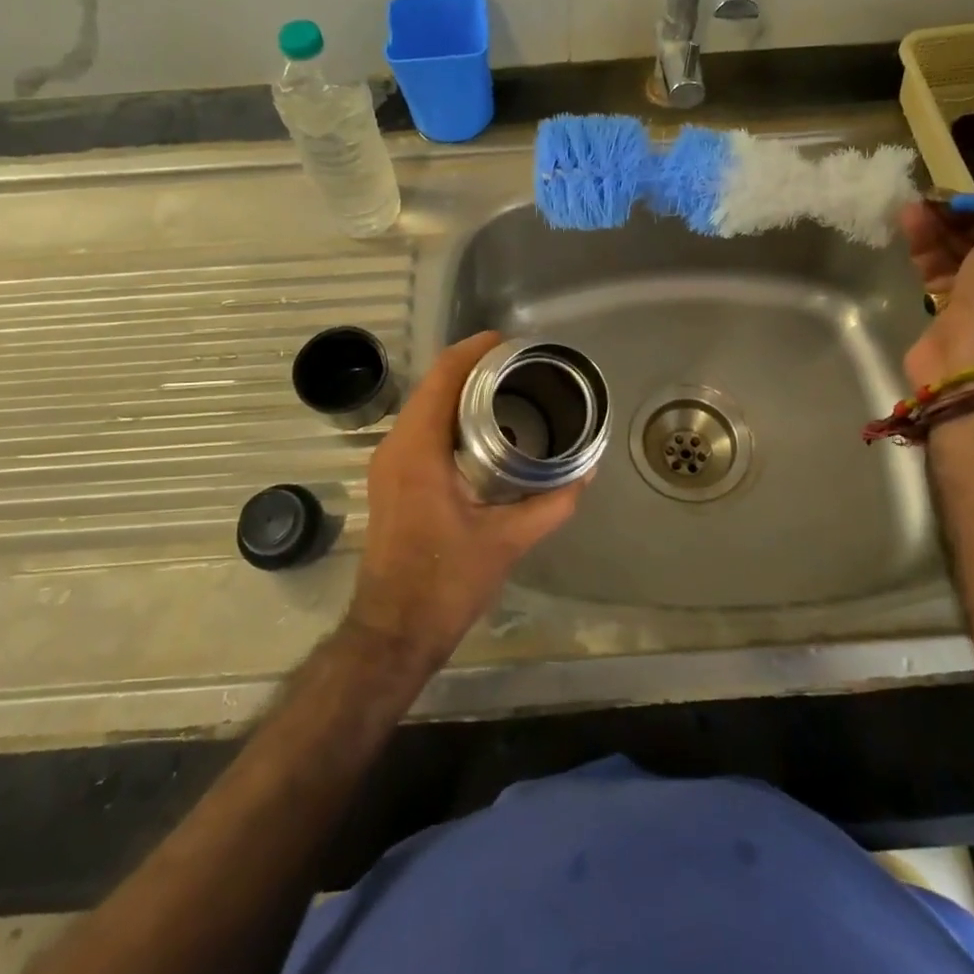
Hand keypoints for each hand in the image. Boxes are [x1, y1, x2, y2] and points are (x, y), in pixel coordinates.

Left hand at [346, 331, 584, 672]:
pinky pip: (420, 429)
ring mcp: (388, 463)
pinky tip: (483, 428)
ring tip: (506, 388)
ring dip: (459, 390)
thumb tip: (585, 473)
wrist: (393, 630)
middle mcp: (396, 446)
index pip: (443, 377)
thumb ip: (550, 504)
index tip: (510, 342)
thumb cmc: (445, 582)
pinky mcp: (391, 479)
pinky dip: (449, 415)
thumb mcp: (507, 541)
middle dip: (472, 367)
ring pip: (424, 406)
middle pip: (432, 385)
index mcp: (418, 450)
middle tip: (519, 366)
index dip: (474, 350)